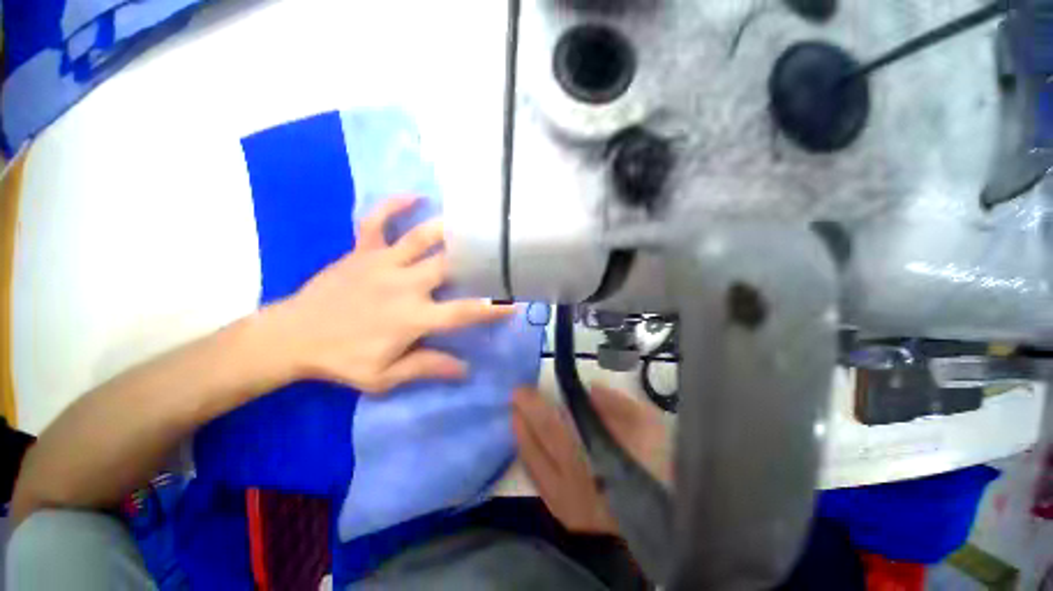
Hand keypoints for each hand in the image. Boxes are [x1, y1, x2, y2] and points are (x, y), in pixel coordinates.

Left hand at [270, 196, 513, 393]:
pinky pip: (378, 220)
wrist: (290, 337)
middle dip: (475, 259)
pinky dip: (394, 204)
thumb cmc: (341, 359)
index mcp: (412, 317)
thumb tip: (465, 370)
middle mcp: (404, 285)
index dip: (491, 310)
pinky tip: (415, 194)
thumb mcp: (384, 376)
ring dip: (445, 228)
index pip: (463, 313)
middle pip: (448, 267)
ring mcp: (382, 263)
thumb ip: (427, 368)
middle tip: (495, 251)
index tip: (513, 304)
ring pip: (419, 238)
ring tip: (467, 221)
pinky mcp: (361, 250)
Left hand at [511, 385, 671, 534]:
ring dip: (522, 439)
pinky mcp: (570, 518)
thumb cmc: (664, 468)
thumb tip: (590, 391)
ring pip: (533, 469)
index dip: (534, 407)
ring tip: (517, 416)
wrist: (675, 519)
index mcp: (592, 462)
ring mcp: (569, 508)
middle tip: (515, 397)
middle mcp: (573, 488)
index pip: (552, 428)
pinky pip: (540, 485)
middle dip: (522, 419)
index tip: (521, 390)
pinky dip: (531, 462)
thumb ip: (617, 407)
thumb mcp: (648, 426)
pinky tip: (527, 446)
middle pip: (537, 448)